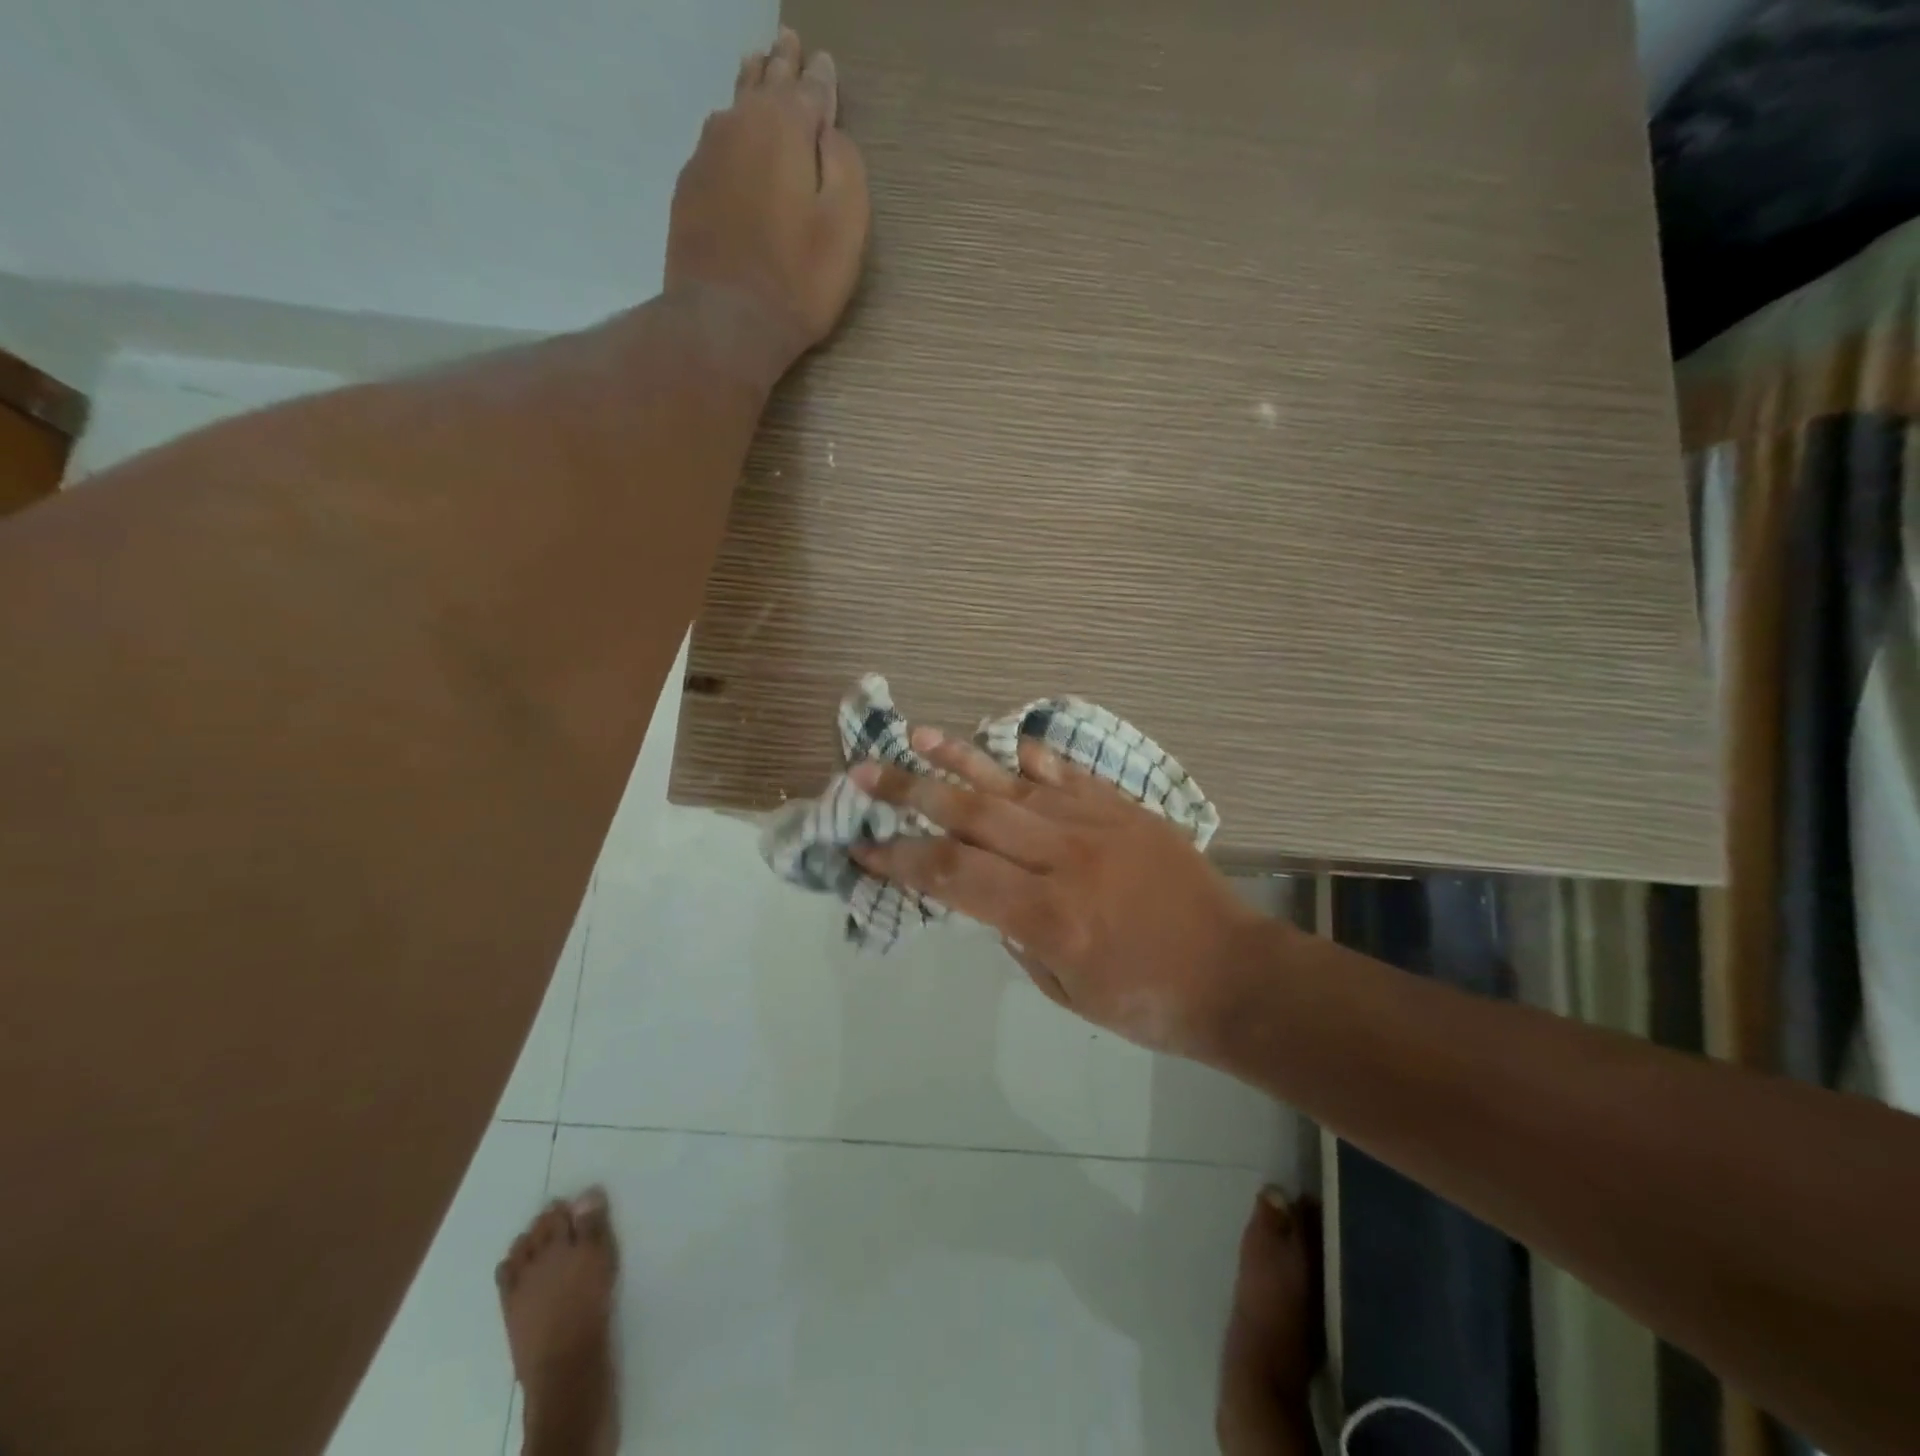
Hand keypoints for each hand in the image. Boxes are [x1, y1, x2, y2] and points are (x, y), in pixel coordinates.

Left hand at [664, 27, 869, 379]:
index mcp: (786, 127)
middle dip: (781, 63)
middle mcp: (741, 124)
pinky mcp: (688, 189)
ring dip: (750, 86)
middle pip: (765, 83)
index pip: (811, 89)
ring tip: (756, 69)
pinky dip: (729, 131)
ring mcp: (707, 154)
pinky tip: (730, 135)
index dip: (822, 79)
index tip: (825, 63)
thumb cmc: (798, 279)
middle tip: (787, 41)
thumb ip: (844, 166)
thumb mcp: (845, 226)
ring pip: (734, 105)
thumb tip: (829, 131)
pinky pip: (714, 142)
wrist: (726, 321)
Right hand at [847, 728, 1266, 1057]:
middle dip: (911, 793)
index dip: (902, 859)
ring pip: (1016, 783)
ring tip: (918, 734)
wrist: (1236, 974)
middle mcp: (1066, 859)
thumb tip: (989, 895)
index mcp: (1050, 917)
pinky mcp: (1126, 811)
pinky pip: (1070, 775)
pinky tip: (1007, 742)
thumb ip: (1018, 937)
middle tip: (866, 771)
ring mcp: (1098, 826)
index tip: (862, 846)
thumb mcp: (1066, 993)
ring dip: (962, 758)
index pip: (955, 877)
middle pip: (973, 815)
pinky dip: (1034, 758)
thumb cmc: (1147, 1001)